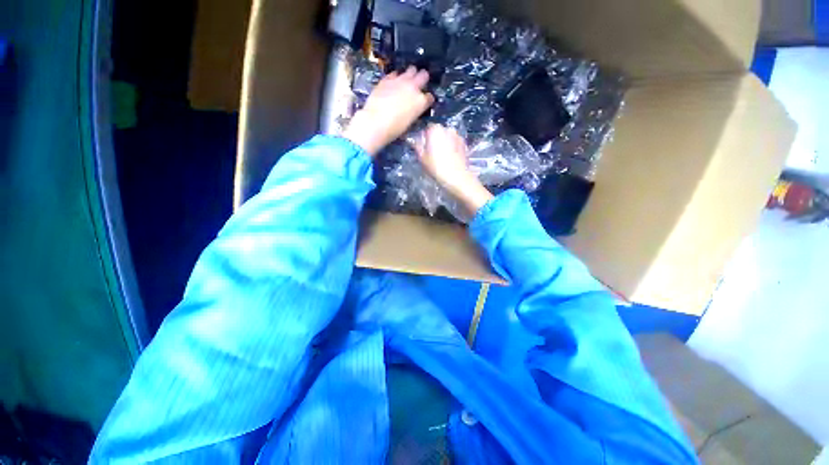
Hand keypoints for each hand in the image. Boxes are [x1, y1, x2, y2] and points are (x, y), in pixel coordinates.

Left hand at [343, 66, 434, 156]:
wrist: (375, 122)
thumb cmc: (394, 129)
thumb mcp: (409, 122)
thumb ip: (414, 112)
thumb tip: (413, 109)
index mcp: (421, 102)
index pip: (429, 97)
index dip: (427, 98)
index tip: (425, 100)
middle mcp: (413, 88)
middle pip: (424, 75)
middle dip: (423, 78)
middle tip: (420, 82)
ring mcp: (400, 81)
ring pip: (411, 69)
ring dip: (411, 74)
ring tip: (408, 79)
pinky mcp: (387, 79)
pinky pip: (395, 73)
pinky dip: (396, 77)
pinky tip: (394, 81)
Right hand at [415, 124, 493, 216]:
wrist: (456, 177)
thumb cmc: (436, 167)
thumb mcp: (422, 158)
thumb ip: (417, 147)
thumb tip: (414, 141)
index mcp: (435, 130)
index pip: (427, 128)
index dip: (425, 137)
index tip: (424, 147)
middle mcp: (447, 129)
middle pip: (439, 131)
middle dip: (436, 139)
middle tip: (432, 152)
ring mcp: (458, 136)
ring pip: (448, 137)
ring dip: (445, 143)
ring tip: (442, 156)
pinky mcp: (464, 144)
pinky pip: (455, 143)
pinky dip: (452, 147)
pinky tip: (450, 158)